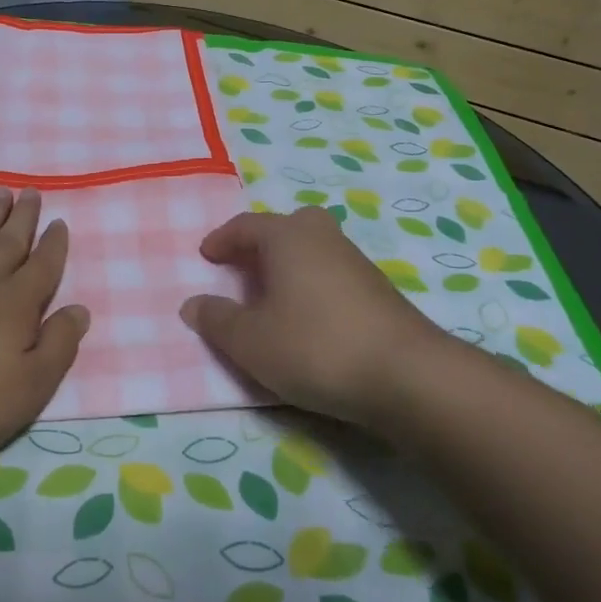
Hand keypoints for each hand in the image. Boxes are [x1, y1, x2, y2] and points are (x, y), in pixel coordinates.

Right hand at [180, 206, 451, 428]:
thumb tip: (193, 304)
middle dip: (263, 242)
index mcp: (287, 237)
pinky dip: (313, 284)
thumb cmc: (315, 346)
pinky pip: (333, 273)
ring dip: (290, 264)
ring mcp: (356, 262)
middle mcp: (322, 238)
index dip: (221, 240)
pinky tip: (310, 318)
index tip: (206, 256)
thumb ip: (217, 320)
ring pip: (314, 249)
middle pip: (288, 226)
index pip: (246, 225)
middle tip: (245, 266)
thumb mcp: (250, 341)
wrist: (407, 375)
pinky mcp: (379, 291)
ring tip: (273, 297)